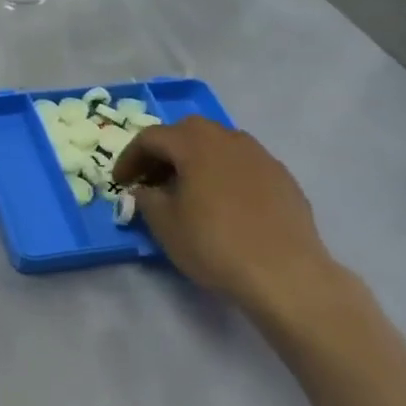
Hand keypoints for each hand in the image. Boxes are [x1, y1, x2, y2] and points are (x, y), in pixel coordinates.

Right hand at [112, 116, 337, 315]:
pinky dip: (223, 173)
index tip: (120, 183)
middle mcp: (229, 139)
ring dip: (195, 159)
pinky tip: (222, 204)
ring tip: (187, 190)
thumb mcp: (165, 224)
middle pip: (187, 131)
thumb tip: (145, 189)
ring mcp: (261, 157)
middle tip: (152, 179)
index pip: (151, 137)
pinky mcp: (282, 178)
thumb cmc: (214, 244)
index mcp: (196, 144)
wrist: (285, 274)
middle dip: (164, 151)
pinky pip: (243, 164)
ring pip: (219, 144)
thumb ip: (146, 198)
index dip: (129, 158)